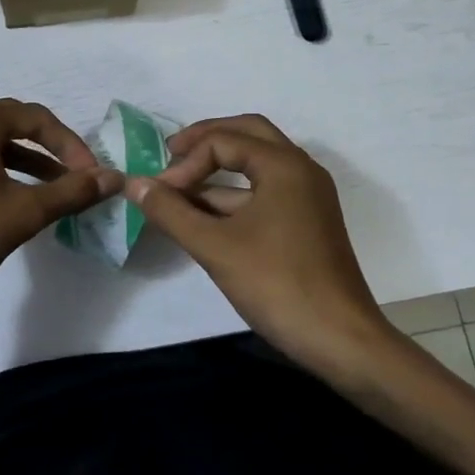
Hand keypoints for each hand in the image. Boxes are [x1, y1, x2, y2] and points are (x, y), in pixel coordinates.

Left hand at [0, 99, 120, 312]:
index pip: (35, 118)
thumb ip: (72, 191)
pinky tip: (20, 193)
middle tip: (77, 174)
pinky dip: (1, 168)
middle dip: (49, 147)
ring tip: (57, 187)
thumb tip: (114, 178)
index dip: (69, 143)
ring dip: (27, 159)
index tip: (92, 174)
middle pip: (12, 122)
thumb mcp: (25, 211)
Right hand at [126, 115, 388, 361]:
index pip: (222, 141)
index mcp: (284, 165)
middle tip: (170, 154)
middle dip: (205, 142)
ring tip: (176, 192)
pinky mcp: (305, 222)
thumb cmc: (277, 284)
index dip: (185, 163)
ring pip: (255, 165)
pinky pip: (263, 191)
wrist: (340, 340)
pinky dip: (231, 197)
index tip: (160, 193)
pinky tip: (201, 218)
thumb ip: (170, 211)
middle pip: (246, 134)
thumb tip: (134, 183)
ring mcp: (306, 197)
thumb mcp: (214, 247)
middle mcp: (300, 170)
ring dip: (216, 172)